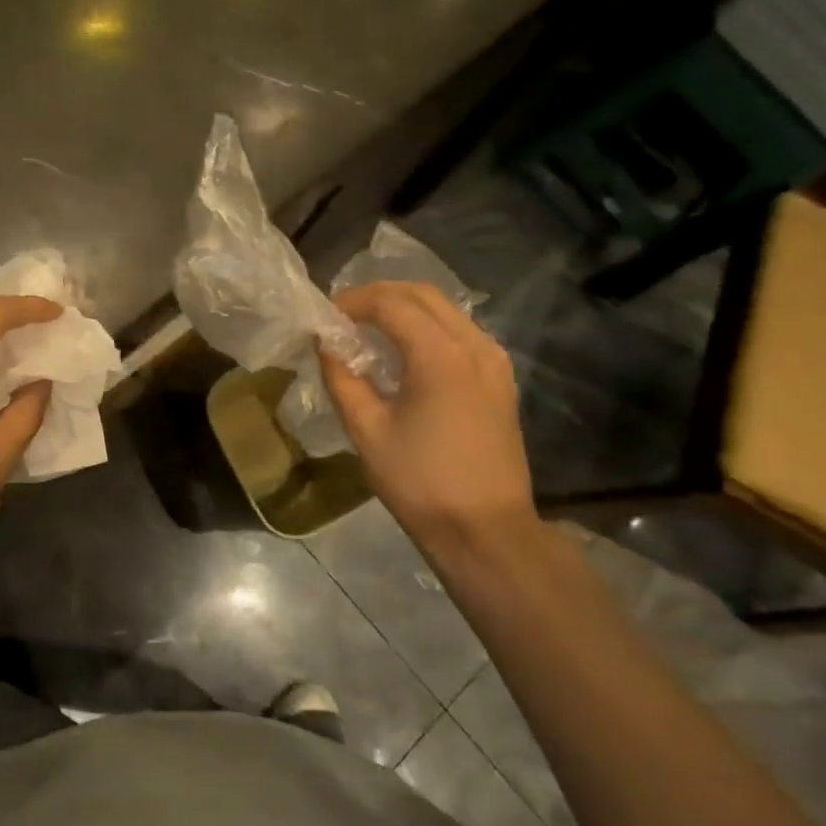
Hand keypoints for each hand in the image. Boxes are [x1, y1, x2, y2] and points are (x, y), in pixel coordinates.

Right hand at [322, 282, 539, 558]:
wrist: (486, 530)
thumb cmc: (420, 482)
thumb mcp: (368, 431)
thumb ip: (342, 380)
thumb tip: (326, 346)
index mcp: (441, 355)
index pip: (392, 303)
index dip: (353, 302)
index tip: (324, 317)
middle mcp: (475, 345)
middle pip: (424, 295)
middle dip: (380, 296)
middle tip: (344, 316)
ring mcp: (495, 361)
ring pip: (447, 311)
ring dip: (405, 309)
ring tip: (369, 331)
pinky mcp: (501, 380)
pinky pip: (461, 334)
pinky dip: (428, 329)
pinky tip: (405, 355)